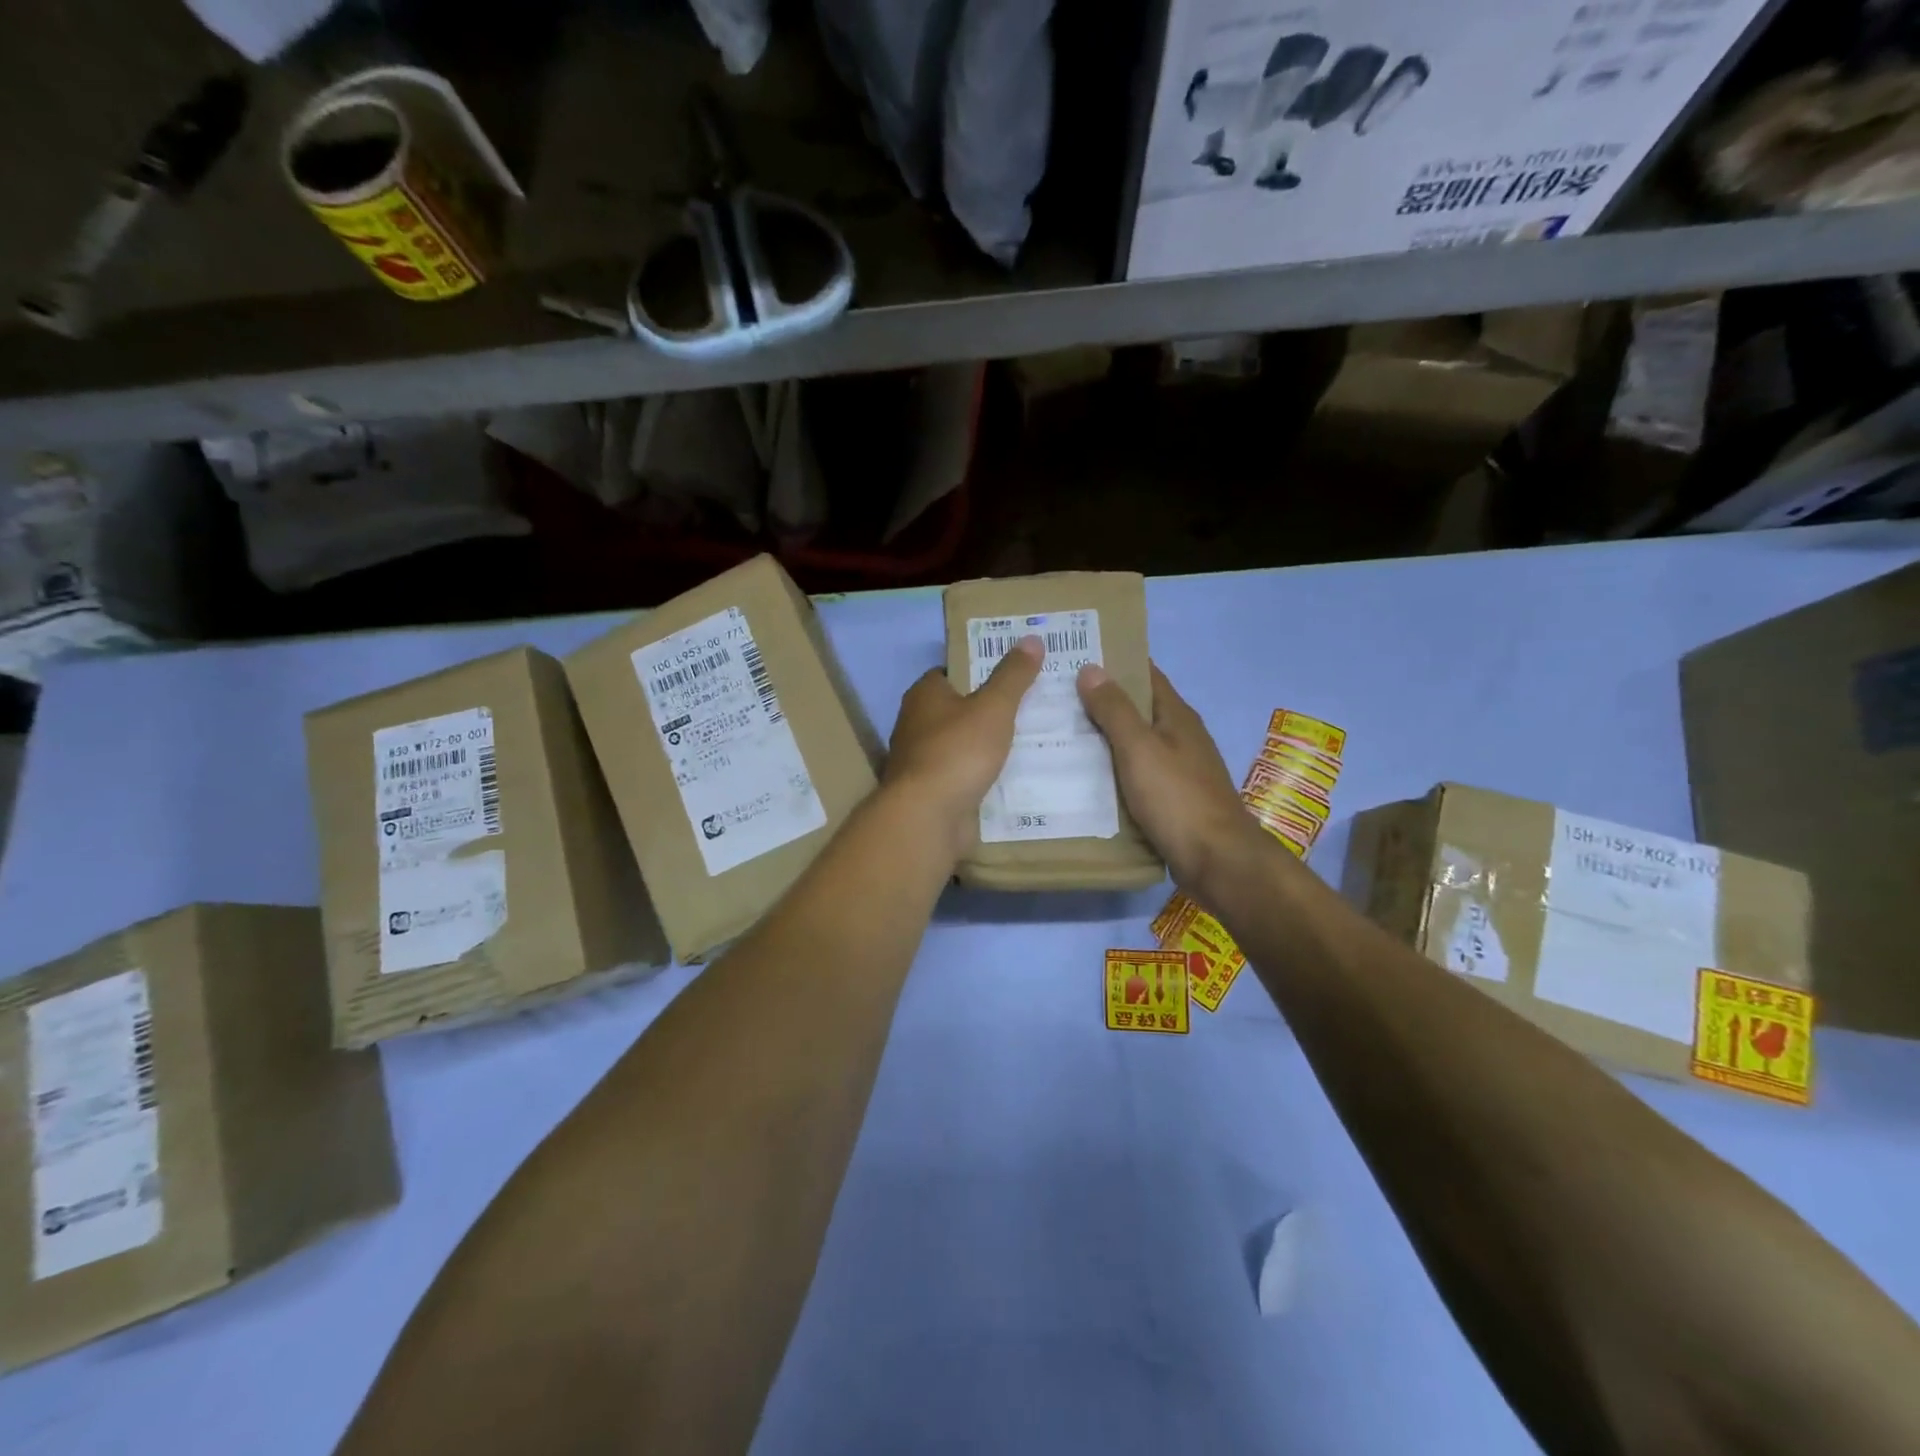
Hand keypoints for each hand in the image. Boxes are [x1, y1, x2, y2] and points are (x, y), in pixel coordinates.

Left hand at [884, 636, 1043, 857]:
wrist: (929, 816)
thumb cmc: (958, 751)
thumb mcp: (994, 707)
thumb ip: (1013, 675)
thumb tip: (1032, 639)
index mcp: (924, 695)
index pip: (951, 672)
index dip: (979, 670)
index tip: (1012, 673)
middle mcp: (916, 724)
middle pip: (956, 709)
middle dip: (987, 709)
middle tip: (1029, 706)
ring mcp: (921, 760)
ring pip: (960, 744)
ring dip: (985, 745)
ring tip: (1028, 741)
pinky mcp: (931, 791)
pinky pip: (962, 775)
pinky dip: (980, 774)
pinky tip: (1010, 776)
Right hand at [1077, 662, 1267, 896]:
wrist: (1216, 860)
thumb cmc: (1177, 798)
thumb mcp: (1140, 748)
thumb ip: (1115, 710)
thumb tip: (1091, 668)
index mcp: (1176, 716)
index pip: (1145, 674)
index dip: (1115, 661)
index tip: (1076, 654)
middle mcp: (1180, 737)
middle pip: (1137, 709)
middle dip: (1101, 700)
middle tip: (1054, 696)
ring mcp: (1178, 769)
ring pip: (1134, 744)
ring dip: (1103, 738)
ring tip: (1059, 733)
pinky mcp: (1171, 799)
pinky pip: (1135, 774)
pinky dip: (1111, 770)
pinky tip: (1083, 776)